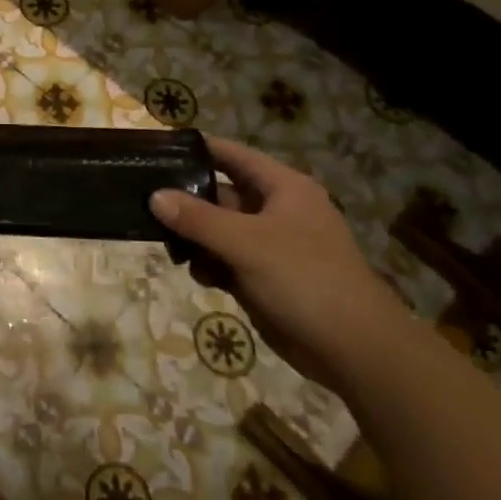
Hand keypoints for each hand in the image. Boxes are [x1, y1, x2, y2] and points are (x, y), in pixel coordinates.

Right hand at [151, 137, 409, 386]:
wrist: (355, 350)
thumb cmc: (305, 280)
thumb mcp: (246, 243)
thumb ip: (197, 218)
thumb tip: (154, 196)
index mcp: (283, 188)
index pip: (233, 155)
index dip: (198, 149)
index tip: (158, 149)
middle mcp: (276, 210)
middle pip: (220, 193)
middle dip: (186, 201)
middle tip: (145, 205)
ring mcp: (270, 245)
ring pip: (218, 229)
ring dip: (194, 238)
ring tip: (172, 250)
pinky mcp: (264, 276)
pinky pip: (225, 258)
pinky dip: (209, 264)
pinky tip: (199, 276)